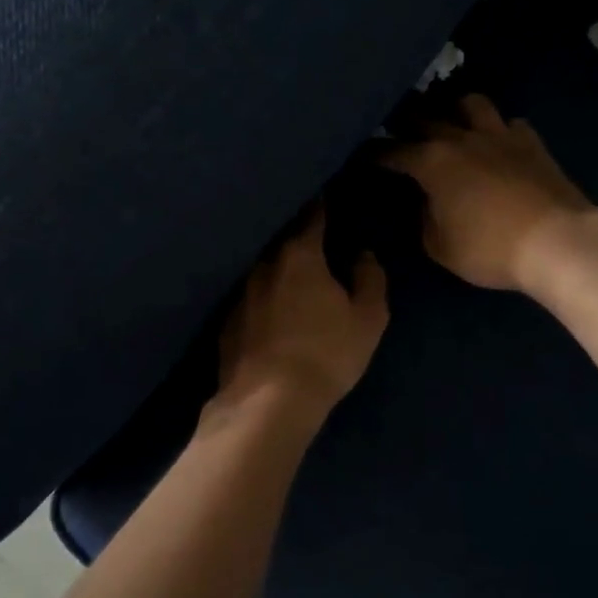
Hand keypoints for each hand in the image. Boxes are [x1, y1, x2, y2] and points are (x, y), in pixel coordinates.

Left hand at [213, 207, 389, 425]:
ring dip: (278, 267)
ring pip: (263, 268)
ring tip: (292, 273)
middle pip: (283, 240)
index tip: (326, 195)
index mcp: (299, 255)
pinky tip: (270, 310)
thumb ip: (370, 279)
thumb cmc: (326, 354)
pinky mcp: (226, 321)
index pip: (312, 216)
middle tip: (313, 236)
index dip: (322, 205)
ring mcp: (240, 292)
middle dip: (297, 235)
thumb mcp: (367, 319)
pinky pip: (250, 296)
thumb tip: (363, 254)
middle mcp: (264, 264)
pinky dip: (262, 296)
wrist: (267, 403)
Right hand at [383, 94, 597, 293]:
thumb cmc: (490, 249)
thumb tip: (426, 201)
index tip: (360, 153)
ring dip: (454, 109)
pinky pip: (509, 123)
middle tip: (395, 126)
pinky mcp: (531, 142)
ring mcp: (499, 135)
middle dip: (404, 119)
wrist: (557, 242)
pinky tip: (497, 141)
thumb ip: (425, 218)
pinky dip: (498, 129)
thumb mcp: (440, 246)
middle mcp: (461, 138)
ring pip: (470, 103)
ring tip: (449, 120)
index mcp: (432, 162)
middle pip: (425, 116)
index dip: (373, 152)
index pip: (391, 150)